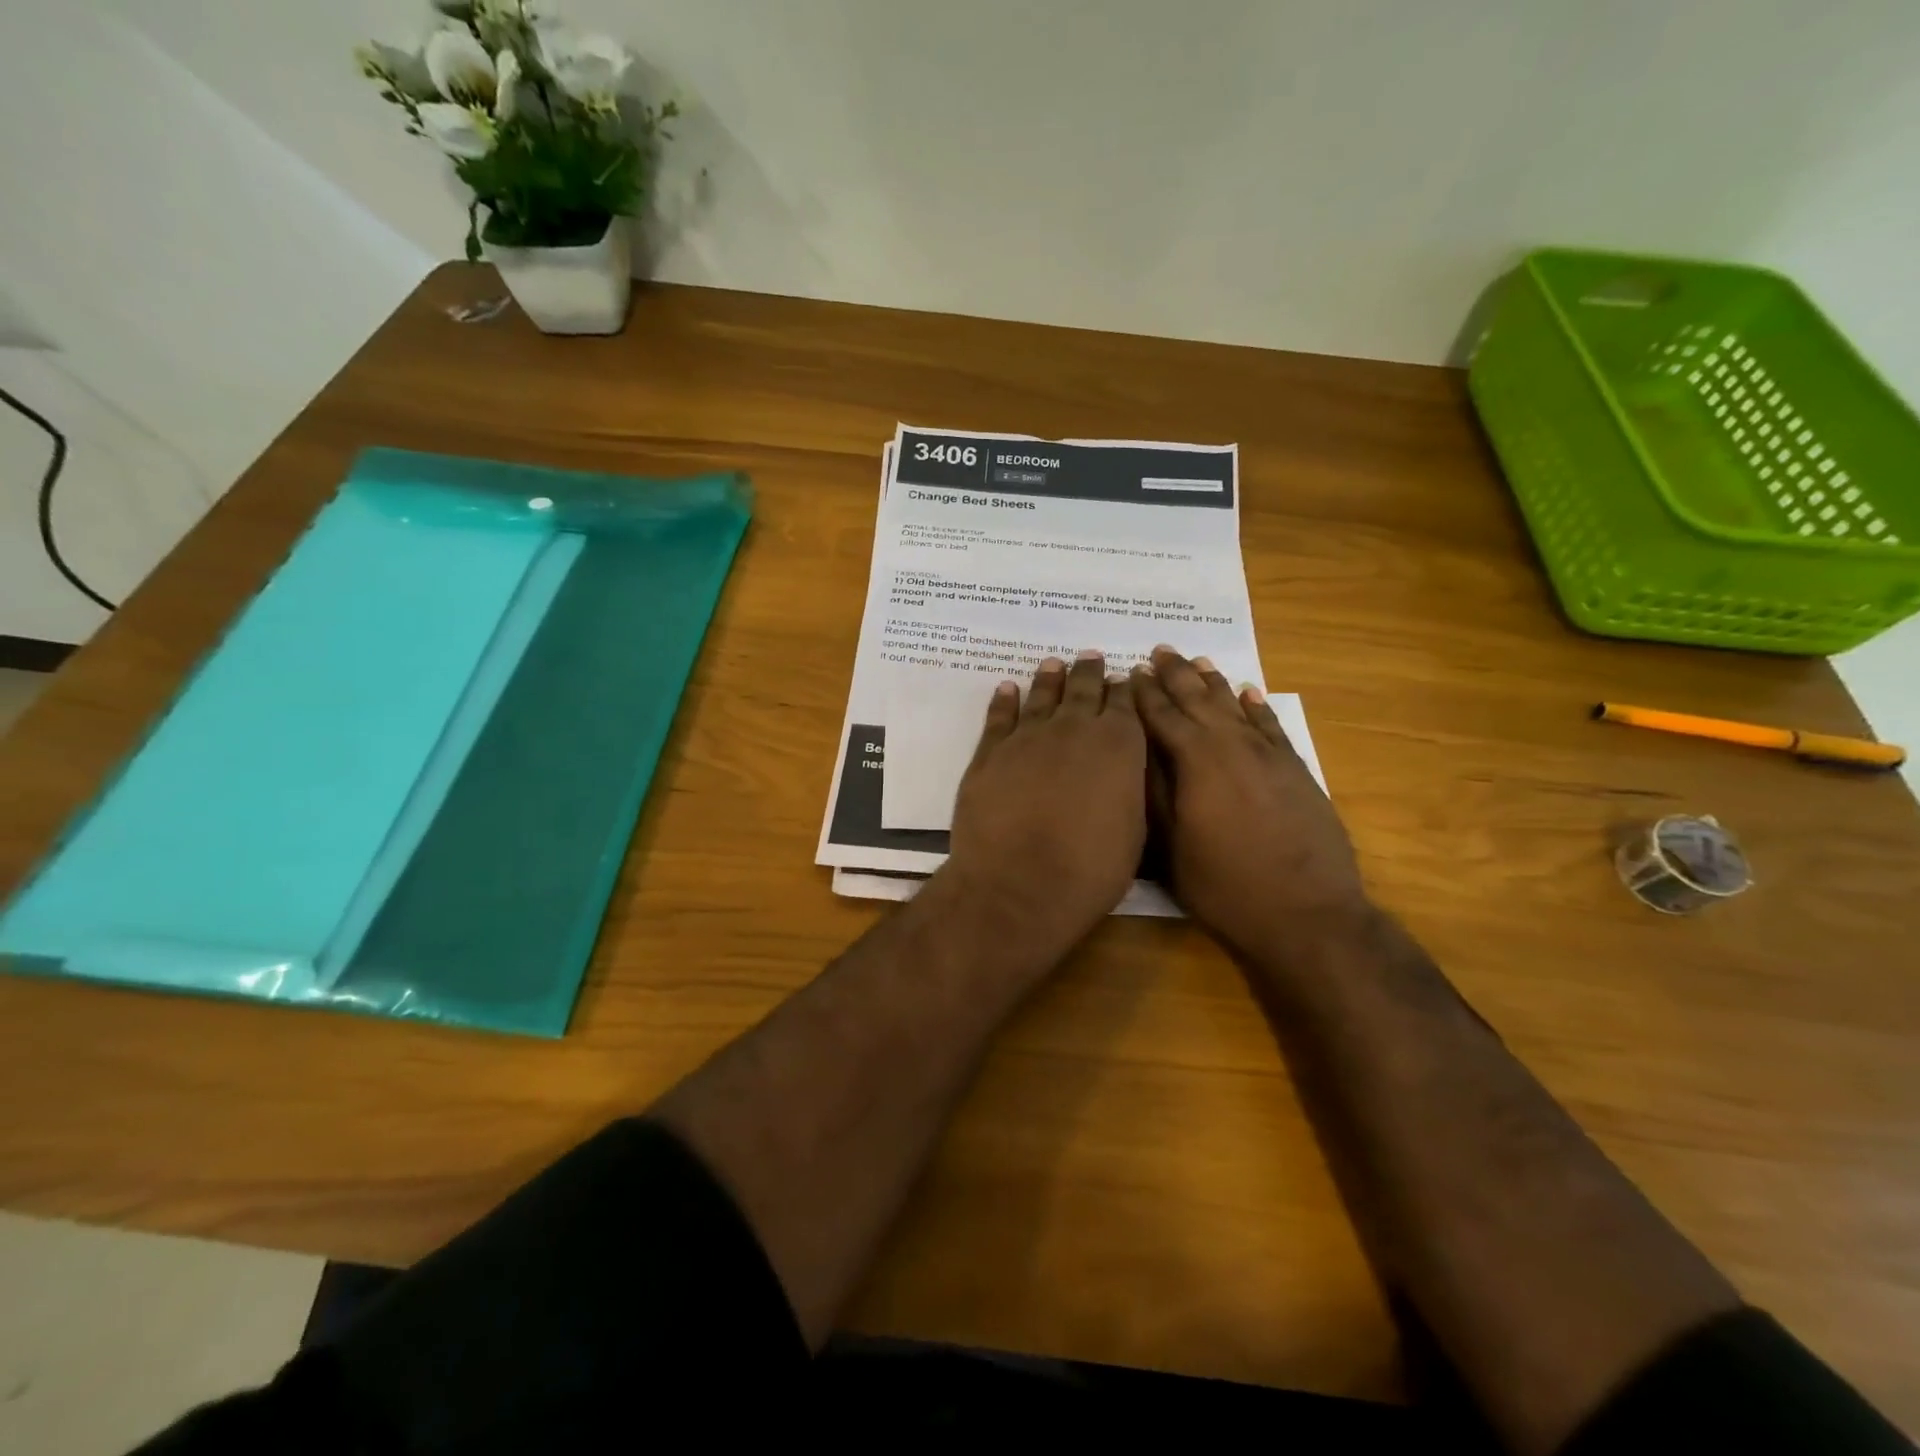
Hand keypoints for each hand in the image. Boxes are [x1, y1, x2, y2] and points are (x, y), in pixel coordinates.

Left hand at [942, 652, 1146, 965]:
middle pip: (1084, 690)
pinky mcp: (990, 753)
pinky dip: (1004, 700)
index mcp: (1119, 745)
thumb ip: (1128, 789)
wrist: (1019, 885)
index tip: (1123, 679)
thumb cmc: (1090, 870)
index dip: (1124, 691)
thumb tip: (1122, 771)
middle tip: (1090, 658)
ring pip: (1042, 696)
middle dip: (1090, 673)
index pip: (1125, 705)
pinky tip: (1007, 689)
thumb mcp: (1133, 831)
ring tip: (1054, 664)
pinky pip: (999, 717)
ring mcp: (1028, 737)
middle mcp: (1074, 729)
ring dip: (1050, 678)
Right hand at [1131, 646, 1369, 962]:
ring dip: (1213, 683)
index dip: (1143, 693)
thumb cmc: (1224, 886)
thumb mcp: (1170, 847)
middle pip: (1198, 700)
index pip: (1161, 716)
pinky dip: (1257, 706)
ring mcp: (1268, 755)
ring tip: (1197, 661)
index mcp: (1196, 761)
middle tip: (1159, 651)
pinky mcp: (1295, 769)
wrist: (1307, 914)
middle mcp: (1232, 745)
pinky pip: (1271, 725)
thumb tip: (1135, 750)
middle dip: (1175, 675)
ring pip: (1234, 706)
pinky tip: (1248, 692)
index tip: (1128, 671)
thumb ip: (1153, 793)